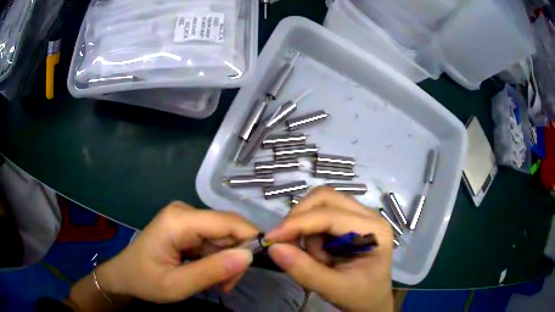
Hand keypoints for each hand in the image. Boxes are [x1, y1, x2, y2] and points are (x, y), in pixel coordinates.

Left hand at [89, 202, 258, 302]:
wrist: (124, 276)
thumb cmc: (145, 280)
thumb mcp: (177, 285)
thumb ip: (212, 271)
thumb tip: (249, 255)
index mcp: (179, 220)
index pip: (228, 222)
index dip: (250, 239)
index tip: (259, 264)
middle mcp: (185, 212)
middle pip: (228, 230)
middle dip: (234, 258)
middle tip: (227, 285)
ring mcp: (186, 219)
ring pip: (223, 238)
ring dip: (225, 263)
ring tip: (217, 285)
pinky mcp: (187, 227)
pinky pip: (213, 242)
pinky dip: (216, 261)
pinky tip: (209, 276)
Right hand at [266, 188, 393, 311]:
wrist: (372, 299)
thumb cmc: (359, 295)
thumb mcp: (333, 289)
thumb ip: (304, 270)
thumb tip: (274, 247)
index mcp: (373, 231)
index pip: (330, 215)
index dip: (297, 223)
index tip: (272, 239)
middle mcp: (368, 215)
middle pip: (325, 197)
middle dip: (299, 217)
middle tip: (286, 242)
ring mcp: (360, 215)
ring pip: (321, 202)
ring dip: (306, 225)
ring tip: (313, 255)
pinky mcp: (350, 219)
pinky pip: (322, 213)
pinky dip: (310, 229)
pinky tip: (317, 251)